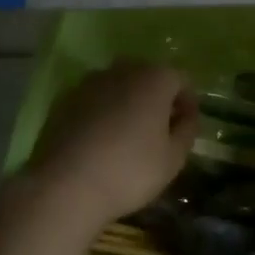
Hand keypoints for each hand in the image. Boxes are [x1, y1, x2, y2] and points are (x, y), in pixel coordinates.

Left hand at [24, 63, 198, 227]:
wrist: (65, 184)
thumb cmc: (129, 171)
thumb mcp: (173, 159)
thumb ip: (187, 131)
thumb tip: (186, 116)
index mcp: (154, 78)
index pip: (181, 79)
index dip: (188, 102)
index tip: (186, 128)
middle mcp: (123, 69)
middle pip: (149, 77)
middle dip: (157, 99)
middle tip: (159, 131)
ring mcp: (91, 81)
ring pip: (119, 85)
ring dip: (128, 103)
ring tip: (127, 137)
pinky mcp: (66, 97)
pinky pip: (95, 98)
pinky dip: (102, 111)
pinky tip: (99, 141)